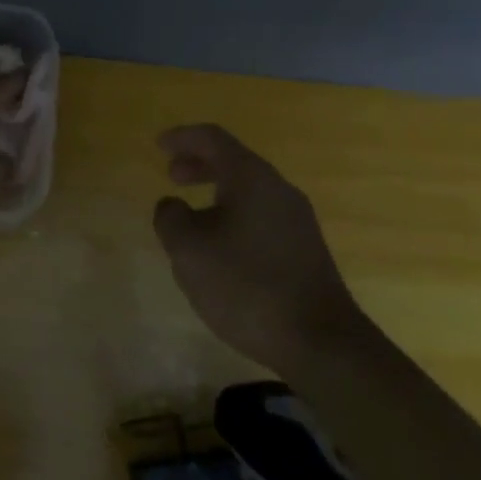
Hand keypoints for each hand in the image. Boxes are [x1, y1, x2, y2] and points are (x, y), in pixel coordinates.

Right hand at [153, 124, 362, 373]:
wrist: (320, 342)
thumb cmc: (246, 286)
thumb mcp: (190, 250)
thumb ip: (172, 218)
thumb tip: (172, 204)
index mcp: (252, 178)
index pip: (213, 139)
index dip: (183, 137)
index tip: (159, 145)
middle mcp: (278, 189)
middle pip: (234, 162)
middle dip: (200, 164)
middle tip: (172, 176)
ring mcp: (298, 220)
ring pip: (250, 190)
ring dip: (217, 192)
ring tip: (192, 216)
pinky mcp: (306, 249)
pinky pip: (262, 215)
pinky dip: (234, 214)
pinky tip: (222, 247)